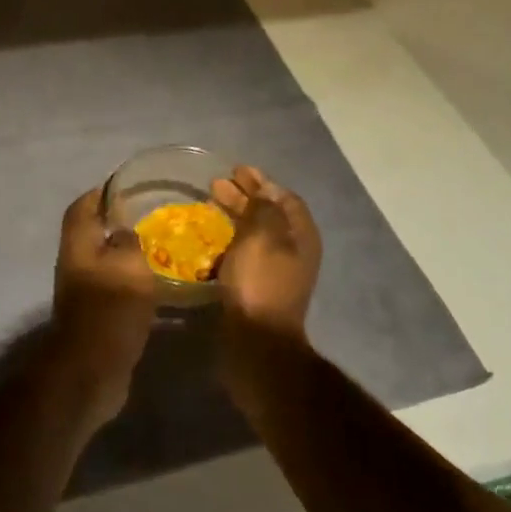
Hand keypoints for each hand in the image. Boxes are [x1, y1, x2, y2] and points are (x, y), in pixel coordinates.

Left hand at [48, 188, 157, 424]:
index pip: (83, 206)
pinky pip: (113, 286)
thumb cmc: (110, 308)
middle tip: (150, 215)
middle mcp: (75, 262)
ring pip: (104, 260)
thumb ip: (129, 241)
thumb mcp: (129, 265)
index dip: (101, 193)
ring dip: (126, 252)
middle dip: (116, 222)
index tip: (127, 186)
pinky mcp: (95, 314)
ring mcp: (83, 290)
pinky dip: (131, 279)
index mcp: (78, 243)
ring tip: (160, 246)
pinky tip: (156, 282)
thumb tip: (125, 232)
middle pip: (92, 232)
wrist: (92, 369)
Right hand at [210, 165, 320, 340]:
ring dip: (234, 217)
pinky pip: (244, 254)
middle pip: (269, 214)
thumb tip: (264, 191)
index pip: (285, 198)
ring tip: (208, 207)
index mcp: (301, 235)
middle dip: (244, 197)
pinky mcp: (258, 287)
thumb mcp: (262, 235)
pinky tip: (210, 240)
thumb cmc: (261, 281)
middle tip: (215, 185)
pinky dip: (229, 242)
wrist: (257, 340)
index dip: (262, 181)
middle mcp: (294, 251)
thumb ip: (263, 208)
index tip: (236, 171)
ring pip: (254, 234)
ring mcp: (276, 271)